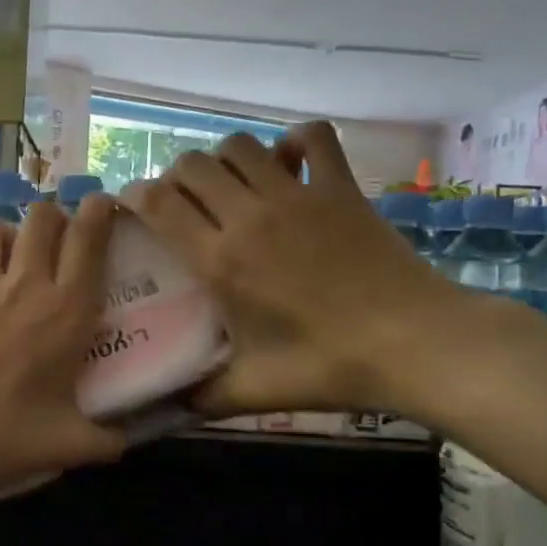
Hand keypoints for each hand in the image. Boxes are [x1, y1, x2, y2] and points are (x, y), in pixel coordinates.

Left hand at [0, 197, 126, 497]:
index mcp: (67, 311)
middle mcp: (25, 284)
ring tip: (3, 254)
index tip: (101, 204)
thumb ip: (107, 440)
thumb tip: (127, 444)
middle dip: (52, 217)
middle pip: (42, 217)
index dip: (99, 212)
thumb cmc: (2, 437)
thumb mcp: (67, 445)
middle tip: (53, 237)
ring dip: (3, 234)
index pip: (89, 240)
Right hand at [120, 123, 479, 422]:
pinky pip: (312, 138)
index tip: (132, 206)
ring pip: (240, 146)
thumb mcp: (255, 391)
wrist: (414, 344)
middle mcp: (250, 216)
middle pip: (193, 165)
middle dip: (176, 177)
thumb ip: (203, 396)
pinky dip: (294, 142)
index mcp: (222, 260)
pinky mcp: (340, 188)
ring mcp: (298, 195)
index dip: (136, 196)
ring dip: (224, 159)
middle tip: (182, 204)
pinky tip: (289, 164)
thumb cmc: (329, 366)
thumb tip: (169, 406)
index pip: (160, 204)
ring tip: (229, 186)